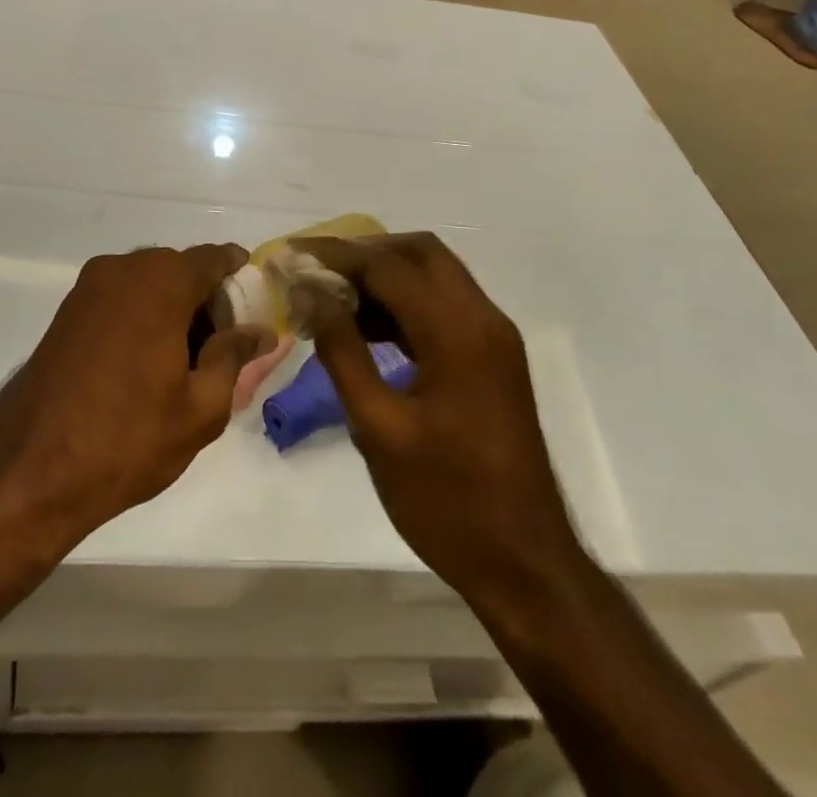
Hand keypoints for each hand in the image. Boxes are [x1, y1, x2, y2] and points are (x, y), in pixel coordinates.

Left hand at [0, 245, 274, 548]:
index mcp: (162, 280)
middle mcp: (124, 268)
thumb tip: (263, 331)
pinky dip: (143, 319)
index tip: (252, 321)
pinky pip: (122, 300)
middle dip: (208, 304)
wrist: (27, 472)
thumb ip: (236, 356)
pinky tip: (144, 370)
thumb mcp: (201, 406)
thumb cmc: (127, 438)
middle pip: (183, 270)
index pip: (219, 258)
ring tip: (183, 371)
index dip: (242, 284)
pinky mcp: (67, 310)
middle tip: (220, 357)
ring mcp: (89, 287)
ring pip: (151, 286)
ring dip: (175, 313)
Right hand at [294, 233, 584, 616]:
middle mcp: (483, 318)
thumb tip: (311, 294)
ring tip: (332, 299)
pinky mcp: (492, 357)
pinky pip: (444, 306)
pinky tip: (366, 327)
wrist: (525, 563)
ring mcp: (493, 337)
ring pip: (435, 276)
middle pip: (420, 253)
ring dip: (385, 276)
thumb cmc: (446, 501)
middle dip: (365, 253)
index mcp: (458, 332)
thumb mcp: (379, 428)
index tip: (291, 256)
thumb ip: (342, 351)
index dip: (335, 256)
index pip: (388, 266)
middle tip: (317, 272)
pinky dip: (405, 303)